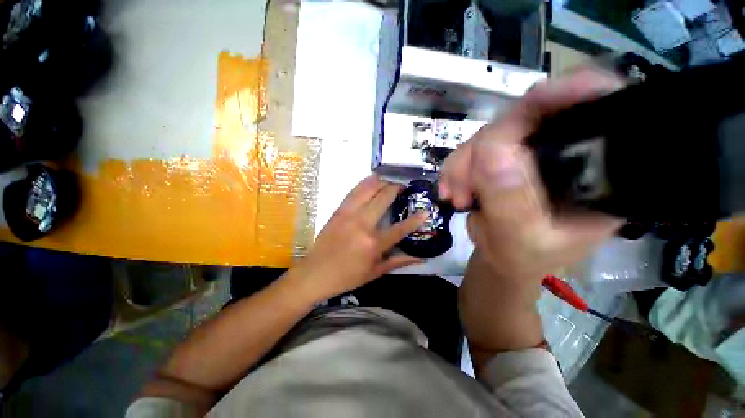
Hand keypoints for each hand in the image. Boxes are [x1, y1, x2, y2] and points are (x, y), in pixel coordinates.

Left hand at [291, 176, 427, 301]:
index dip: (416, 219)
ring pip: (368, 188)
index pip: (400, 228)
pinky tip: (372, 181)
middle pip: (384, 198)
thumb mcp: (375, 272)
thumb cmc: (347, 276)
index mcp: (373, 243)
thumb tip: (421, 258)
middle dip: (396, 188)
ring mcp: (349, 214)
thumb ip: (399, 262)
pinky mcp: (339, 210)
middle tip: (403, 188)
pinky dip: (365, 183)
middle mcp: (362, 224)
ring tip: (389, 182)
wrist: (315, 272)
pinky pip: (354, 191)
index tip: (425, 210)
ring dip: (381, 182)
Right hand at [440, 68, 625, 282]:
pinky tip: (452, 191)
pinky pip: (474, 148)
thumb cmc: (523, 259)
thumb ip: (511, 204)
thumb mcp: (521, 242)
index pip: (600, 112)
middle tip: (463, 188)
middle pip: (530, 117)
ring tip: (457, 197)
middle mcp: (567, 151)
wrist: (502, 259)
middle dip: (485, 149)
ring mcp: (530, 151)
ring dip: (464, 164)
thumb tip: (491, 153)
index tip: (536, 99)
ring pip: (492, 133)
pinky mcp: (503, 157)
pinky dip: (457, 168)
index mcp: (597, 172)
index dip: (573, 93)